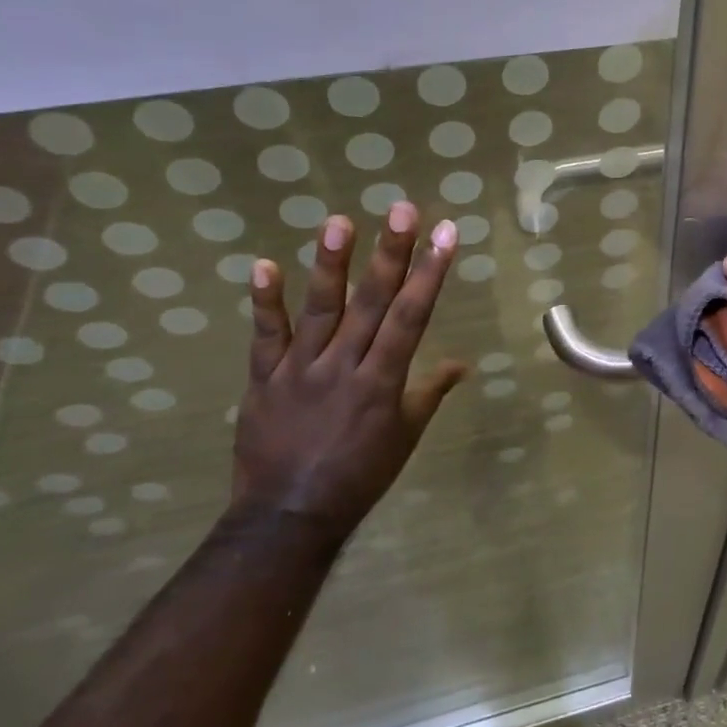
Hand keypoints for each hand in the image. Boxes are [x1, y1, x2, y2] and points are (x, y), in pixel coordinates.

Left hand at [232, 202, 465, 541]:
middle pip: (372, 303)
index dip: (430, 273)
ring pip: (319, 310)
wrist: (288, 516)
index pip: (412, 317)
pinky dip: (264, 302)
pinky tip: (264, 265)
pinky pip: (265, 337)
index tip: (445, 234)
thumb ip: (430, 393)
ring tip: (339, 221)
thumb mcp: (405, 436)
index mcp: (383, 382)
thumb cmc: (359, 476)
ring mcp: (300, 370)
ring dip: (331, 264)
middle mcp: (344, 367)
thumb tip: (463, 363)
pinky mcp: (264, 379)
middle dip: (391, 253)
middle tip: (402, 209)